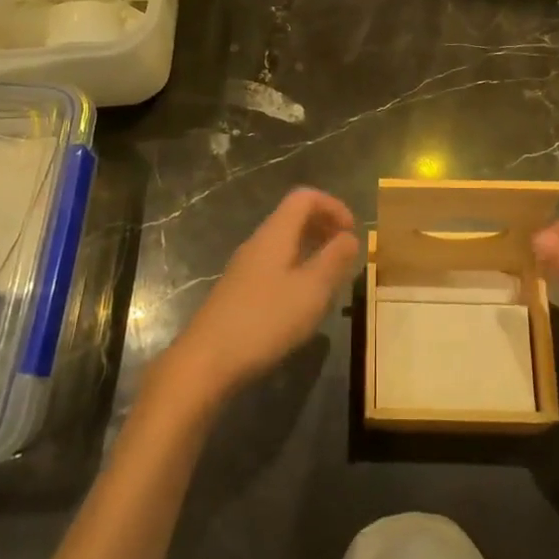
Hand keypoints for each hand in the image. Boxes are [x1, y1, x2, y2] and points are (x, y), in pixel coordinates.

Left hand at [162, 188, 359, 407]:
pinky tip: (303, 300)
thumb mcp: (311, 291)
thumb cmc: (265, 321)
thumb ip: (334, 260)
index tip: (353, 231)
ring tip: (331, 276)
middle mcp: (258, 243)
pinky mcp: (239, 291)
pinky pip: (274, 265)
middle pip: (293, 217)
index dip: (333, 206)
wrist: (206, 361)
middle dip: (324, 226)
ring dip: (311, 249)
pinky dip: (296, 269)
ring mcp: (245, 267)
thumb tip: (350, 237)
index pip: (304, 197)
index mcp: (275, 234)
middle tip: (346, 252)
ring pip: (284, 243)